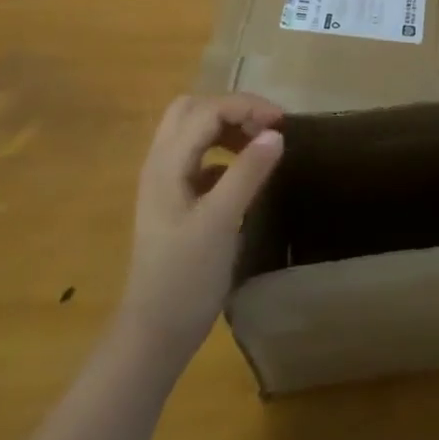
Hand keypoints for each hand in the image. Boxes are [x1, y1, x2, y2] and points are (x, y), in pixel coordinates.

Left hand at [116, 94, 284, 370]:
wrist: (154, 333)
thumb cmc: (186, 276)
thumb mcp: (221, 221)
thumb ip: (247, 173)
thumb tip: (276, 132)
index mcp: (167, 163)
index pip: (207, 110)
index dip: (246, 107)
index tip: (283, 122)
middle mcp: (161, 164)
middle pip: (192, 110)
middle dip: (233, 109)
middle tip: (267, 127)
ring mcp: (165, 183)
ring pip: (193, 132)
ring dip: (227, 127)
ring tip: (261, 145)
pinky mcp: (175, 201)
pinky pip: (199, 157)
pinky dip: (223, 152)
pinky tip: (245, 174)